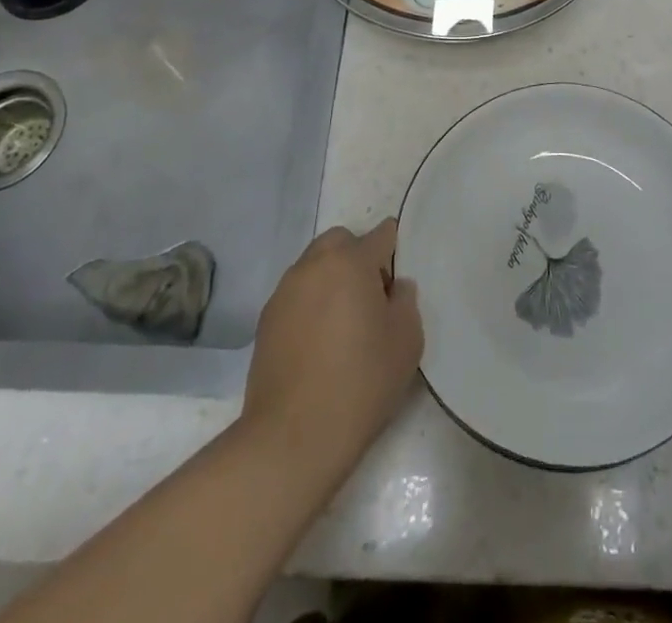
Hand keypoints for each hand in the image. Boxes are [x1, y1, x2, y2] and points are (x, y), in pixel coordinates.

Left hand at [241, 220, 423, 479]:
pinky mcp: (265, 320)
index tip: (398, 280)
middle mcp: (313, 264)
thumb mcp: (406, 341)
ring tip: (343, 324)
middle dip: (358, 258)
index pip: (381, 234)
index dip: (394, 251)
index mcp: (350, 261)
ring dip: (331, 280)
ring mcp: (284, 291)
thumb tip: (395, 287)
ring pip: (315, 266)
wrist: (292, 438)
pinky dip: (310, 304)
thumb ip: (406, 302)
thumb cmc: (360, 382)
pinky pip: (296, 295)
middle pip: (341, 242)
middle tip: (371, 298)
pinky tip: (318, 343)